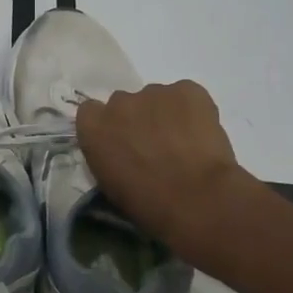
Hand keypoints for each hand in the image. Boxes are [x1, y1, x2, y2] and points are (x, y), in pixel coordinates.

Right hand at [76, 81, 245, 248]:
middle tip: (155, 145)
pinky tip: (201, 135)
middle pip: (124, 103)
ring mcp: (154, 92)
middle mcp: (119, 101)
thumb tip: (120, 150)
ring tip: (184, 142)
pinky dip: (193, 110)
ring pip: (157, 98)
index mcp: (93, 126)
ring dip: (165, 115)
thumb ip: (107, 155)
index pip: (91, 111)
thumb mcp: (110, 183)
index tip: (120, 142)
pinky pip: (186, 95)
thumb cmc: (148, 203)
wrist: (196, 199)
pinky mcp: (187, 90)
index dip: (108, 126)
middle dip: (137, 119)